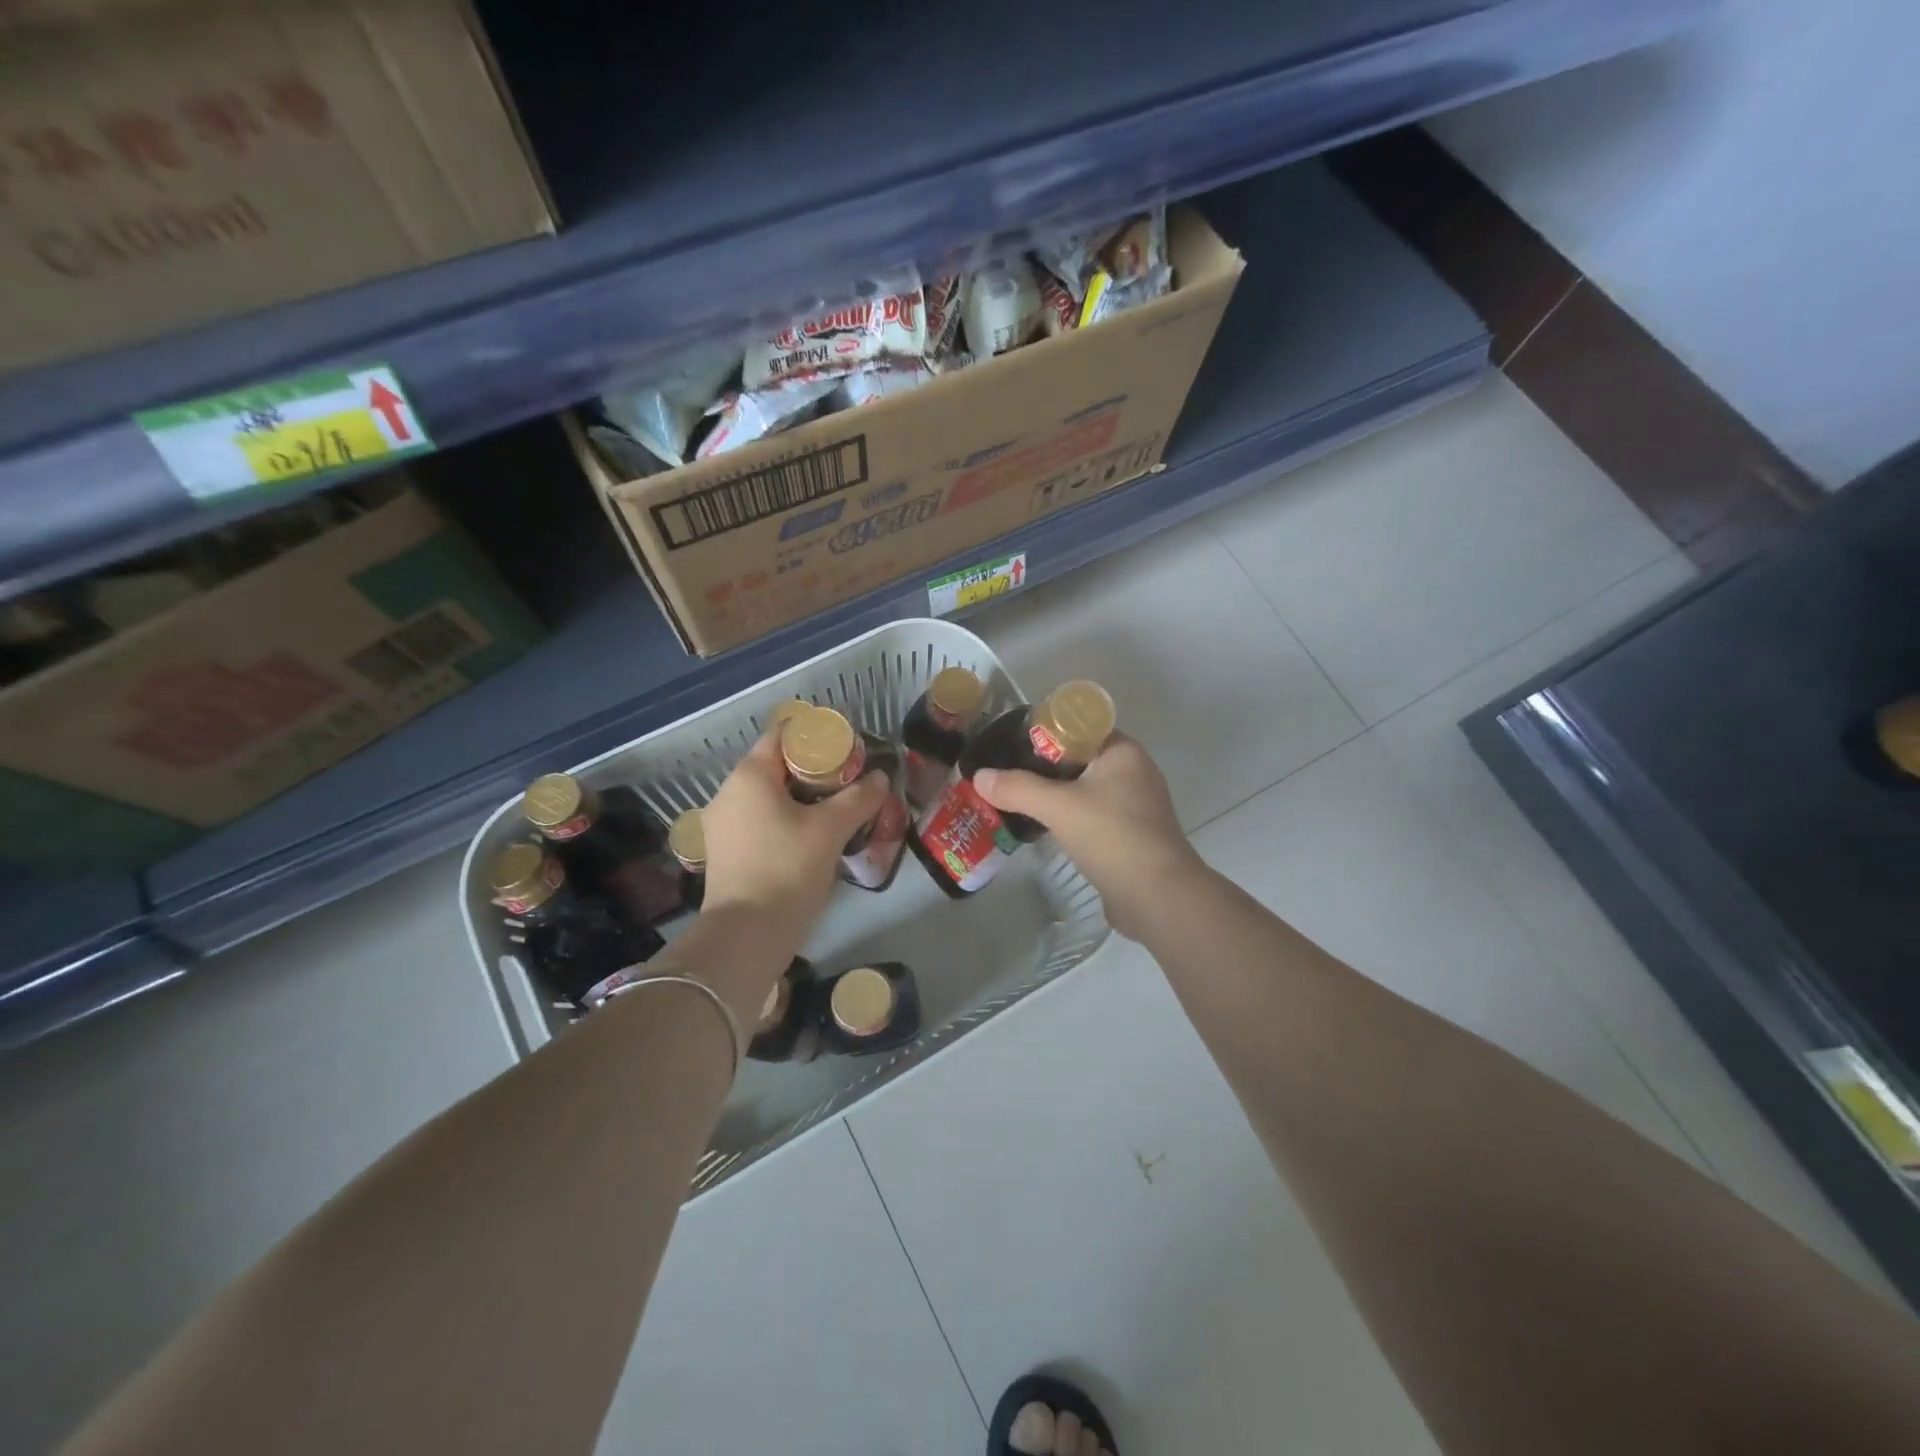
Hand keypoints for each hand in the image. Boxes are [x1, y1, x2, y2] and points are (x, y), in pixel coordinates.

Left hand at [701, 730, 889, 935]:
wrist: (746, 936)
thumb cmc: (787, 870)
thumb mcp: (830, 830)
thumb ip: (858, 799)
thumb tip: (881, 779)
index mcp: (750, 776)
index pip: (782, 735)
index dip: (816, 736)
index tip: (847, 748)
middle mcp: (729, 792)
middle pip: (776, 766)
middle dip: (813, 770)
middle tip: (849, 781)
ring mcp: (723, 824)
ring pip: (768, 796)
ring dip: (801, 798)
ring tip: (836, 810)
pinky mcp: (726, 851)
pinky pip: (760, 820)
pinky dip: (786, 820)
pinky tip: (812, 837)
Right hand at [974, 733, 1206, 938]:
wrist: (1157, 896)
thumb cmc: (1112, 836)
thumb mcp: (1058, 806)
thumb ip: (1017, 788)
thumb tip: (979, 776)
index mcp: (1123, 751)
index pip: (1078, 727)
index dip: (1044, 733)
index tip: (1011, 745)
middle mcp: (1133, 772)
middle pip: (1078, 758)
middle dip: (1042, 767)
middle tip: (1005, 774)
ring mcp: (1134, 806)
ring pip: (1084, 790)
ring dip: (1054, 795)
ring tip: (1015, 799)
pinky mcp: (1130, 835)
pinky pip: (1091, 816)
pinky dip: (1068, 818)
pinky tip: (1041, 828)